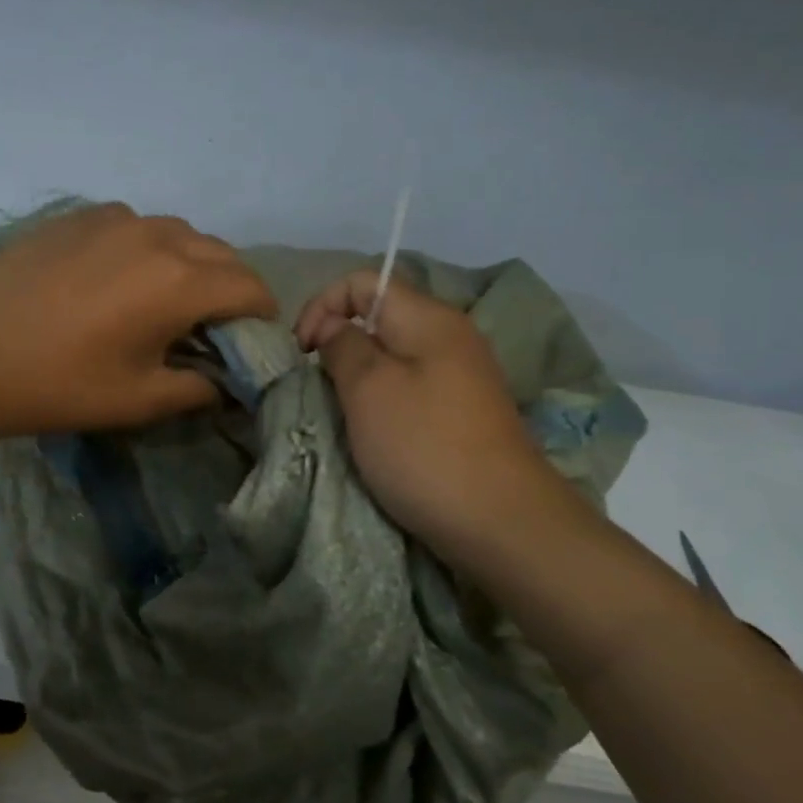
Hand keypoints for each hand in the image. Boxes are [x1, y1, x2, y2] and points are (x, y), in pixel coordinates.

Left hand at [0, 203, 277, 437]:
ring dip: (191, 265)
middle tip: (212, 328)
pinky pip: (137, 226)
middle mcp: (157, 236)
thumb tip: (225, 381)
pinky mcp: (79, 216)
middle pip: (221, 255)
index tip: (252, 341)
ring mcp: (115, 219)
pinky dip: (149, 249)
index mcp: (179, 281)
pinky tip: (121, 279)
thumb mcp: (140, 399)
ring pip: (180, 234)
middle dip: (230, 289)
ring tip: (167, 302)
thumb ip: (199, 387)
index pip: (250, 287)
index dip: (261, 317)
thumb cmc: (60, 385)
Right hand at [295, 271, 552, 552]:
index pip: (364, 281)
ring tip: (344, 412)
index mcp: (429, 318)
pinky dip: (384, 400)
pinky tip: (377, 432)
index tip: (303, 352)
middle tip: (321, 387)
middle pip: (379, 317)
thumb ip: (342, 346)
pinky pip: (412, 387)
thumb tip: (332, 326)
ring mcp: (462, 376)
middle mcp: (451, 336)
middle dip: (339, 343)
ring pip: (394, 355)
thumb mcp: (368, 389)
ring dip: (359, 376)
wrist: (500, 521)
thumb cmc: (423, 446)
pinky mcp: (463, 412)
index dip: (322, 306)